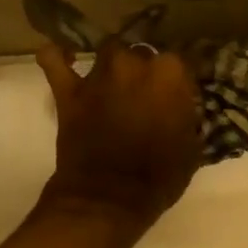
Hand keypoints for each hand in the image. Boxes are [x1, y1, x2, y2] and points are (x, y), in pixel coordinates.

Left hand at [35, 41, 198, 227]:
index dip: (183, 79)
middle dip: (149, 71)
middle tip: (152, 94)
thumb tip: (185, 109)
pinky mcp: (68, 89)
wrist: (110, 196)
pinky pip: (55, 58)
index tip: (185, 93)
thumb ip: (188, 118)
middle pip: (146, 54)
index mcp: (172, 76)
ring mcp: (99, 74)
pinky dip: (60, 55)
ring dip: (117, 64)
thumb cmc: (160, 177)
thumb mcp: (192, 149)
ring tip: (120, 81)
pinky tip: (68, 58)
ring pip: (111, 51)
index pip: (185, 62)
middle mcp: (136, 64)